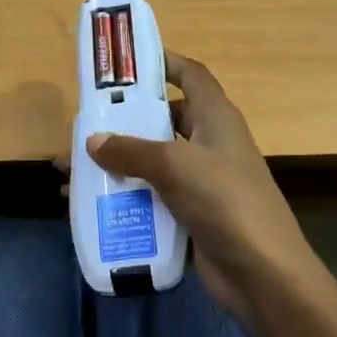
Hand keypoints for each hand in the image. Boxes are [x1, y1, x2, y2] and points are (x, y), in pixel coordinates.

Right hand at [88, 52, 326, 325]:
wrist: (261, 273)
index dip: (165, 62)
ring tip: (74, 168)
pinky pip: (152, 197)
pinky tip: (92, 205)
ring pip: (152, 162)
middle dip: (126, 121)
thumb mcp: (175, 166)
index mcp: (216, 117)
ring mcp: (201, 182)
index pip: (191, 75)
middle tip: (84, 122)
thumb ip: (131, 150)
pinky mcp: (190, 215)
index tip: (126, 63)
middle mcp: (209, 144)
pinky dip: (125, 197)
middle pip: (164, 120)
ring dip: (117, 164)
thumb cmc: (224, 201)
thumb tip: (93, 141)